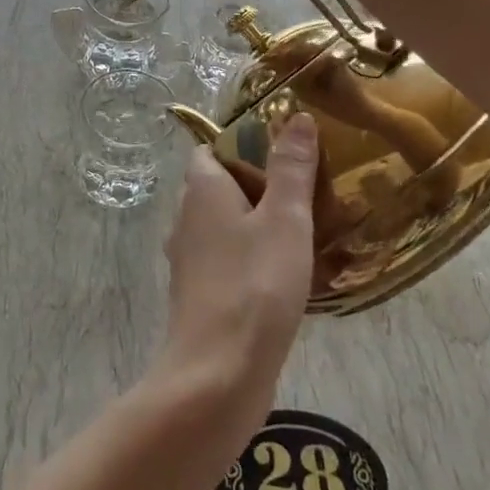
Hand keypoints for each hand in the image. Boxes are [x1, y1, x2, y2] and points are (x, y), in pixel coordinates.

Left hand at [156, 114, 319, 415]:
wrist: (219, 373)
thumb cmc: (255, 284)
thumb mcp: (284, 219)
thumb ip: (291, 168)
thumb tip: (294, 115)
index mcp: (201, 190)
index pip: (210, 149)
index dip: (242, 144)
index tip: (283, 151)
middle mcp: (186, 218)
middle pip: (218, 186)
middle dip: (256, 184)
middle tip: (303, 191)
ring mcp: (189, 260)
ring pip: (222, 226)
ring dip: (254, 224)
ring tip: (301, 230)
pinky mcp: (199, 295)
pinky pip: (225, 261)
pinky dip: (249, 258)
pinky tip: (284, 275)